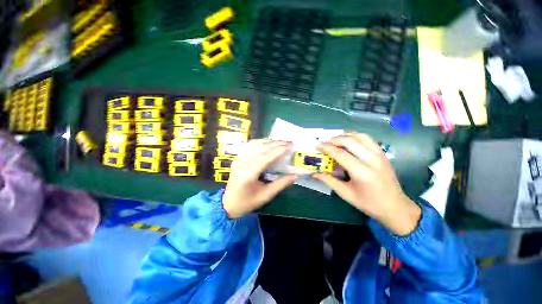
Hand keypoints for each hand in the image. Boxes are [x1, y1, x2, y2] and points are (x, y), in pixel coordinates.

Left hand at [222, 139, 297, 218]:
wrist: (228, 203)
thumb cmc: (247, 202)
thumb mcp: (266, 195)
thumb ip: (281, 184)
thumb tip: (295, 176)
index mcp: (248, 174)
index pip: (265, 157)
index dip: (278, 150)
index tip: (290, 146)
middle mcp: (242, 163)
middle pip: (260, 148)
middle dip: (276, 143)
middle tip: (289, 142)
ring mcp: (238, 159)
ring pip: (254, 144)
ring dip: (269, 141)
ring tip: (281, 142)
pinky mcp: (237, 158)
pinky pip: (249, 145)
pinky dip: (260, 142)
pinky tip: (267, 143)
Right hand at [313, 132, 420, 235]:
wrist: (395, 207)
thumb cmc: (368, 203)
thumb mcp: (346, 194)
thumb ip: (329, 180)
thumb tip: (314, 173)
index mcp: (362, 173)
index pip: (341, 154)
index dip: (327, 148)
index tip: (318, 145)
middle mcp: (372, 160)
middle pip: (350, 141)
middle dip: (335, 139)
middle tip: (325, 143)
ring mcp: (379, 155)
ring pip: (360, 136)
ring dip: (345, 135)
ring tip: (335, 140)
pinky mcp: (383, 154)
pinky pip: (368, 139)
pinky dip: (356, 136)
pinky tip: (349, 140)